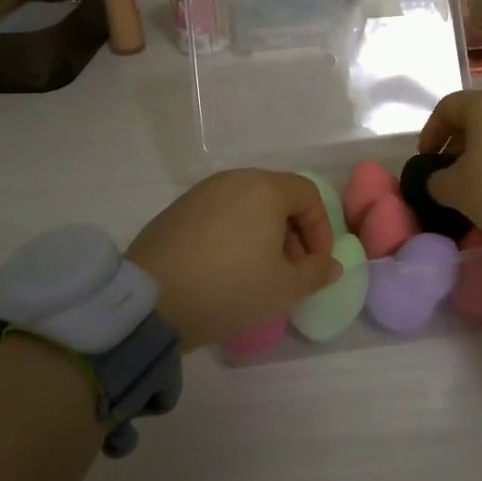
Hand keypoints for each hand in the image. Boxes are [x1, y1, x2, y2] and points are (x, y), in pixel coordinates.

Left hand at [128, 170, 341, 349]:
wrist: (150, 300)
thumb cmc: (230, 288)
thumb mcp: (284, 288)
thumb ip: (316, 273)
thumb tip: (331, 264)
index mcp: (265, 188)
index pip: (308, 195)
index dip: (321, 230)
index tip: (317, 264)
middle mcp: (234, 180)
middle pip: (277, 197)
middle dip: (293, 233)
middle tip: (291, 271)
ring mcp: (201, 193)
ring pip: (247, 206)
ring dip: (263, 234)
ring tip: (259, 273)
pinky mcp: (177, 210)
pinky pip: (220, 215)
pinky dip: (234, 235)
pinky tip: (225, 270)